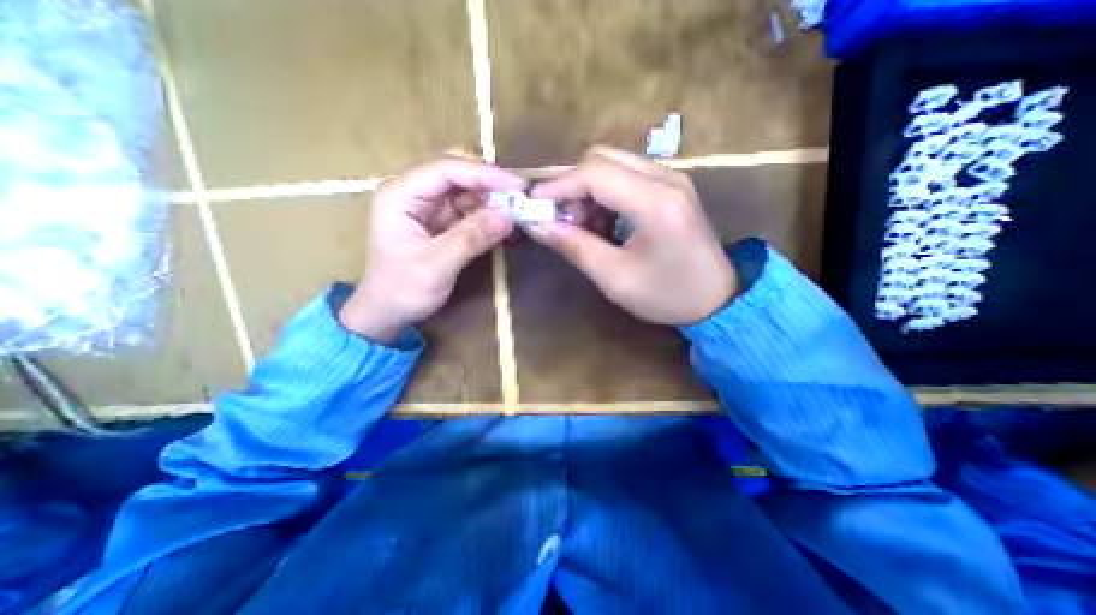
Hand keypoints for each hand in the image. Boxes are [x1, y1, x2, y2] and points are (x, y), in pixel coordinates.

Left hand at [342, 155, 524, 343]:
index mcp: (401, 195)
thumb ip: (471, 238)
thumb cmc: (402, 290)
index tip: (517, 186)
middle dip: (490, 183)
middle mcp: (415, 193)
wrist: (388, 312)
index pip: (446, 170)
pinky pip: (471, 210)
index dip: (484, 174)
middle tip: (520, 197)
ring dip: (494, 199)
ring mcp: (430, 207)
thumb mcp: (437, 266)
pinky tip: (507, 224)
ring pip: (468, 191)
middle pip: (458, 173)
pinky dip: (490, 215)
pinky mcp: (443, 222)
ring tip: (519, 211)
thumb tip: (509, 215)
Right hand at [521, 146, 736, 326]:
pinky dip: (604, 194)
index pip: (594, 173)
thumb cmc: (667, 296)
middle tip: (561, 221)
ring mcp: (672, 178)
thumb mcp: (615, 279)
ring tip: (582, 227)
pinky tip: (603, 224)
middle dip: (572, 186)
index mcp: (656, 202)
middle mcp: (666, 178)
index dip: (558, 185)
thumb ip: (575, 247)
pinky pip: (626, 175)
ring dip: (587, 190)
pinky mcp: (671, 186)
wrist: (717, 299)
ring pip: (612, 164)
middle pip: (602, 158)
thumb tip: (538, 226)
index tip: (534, 207)